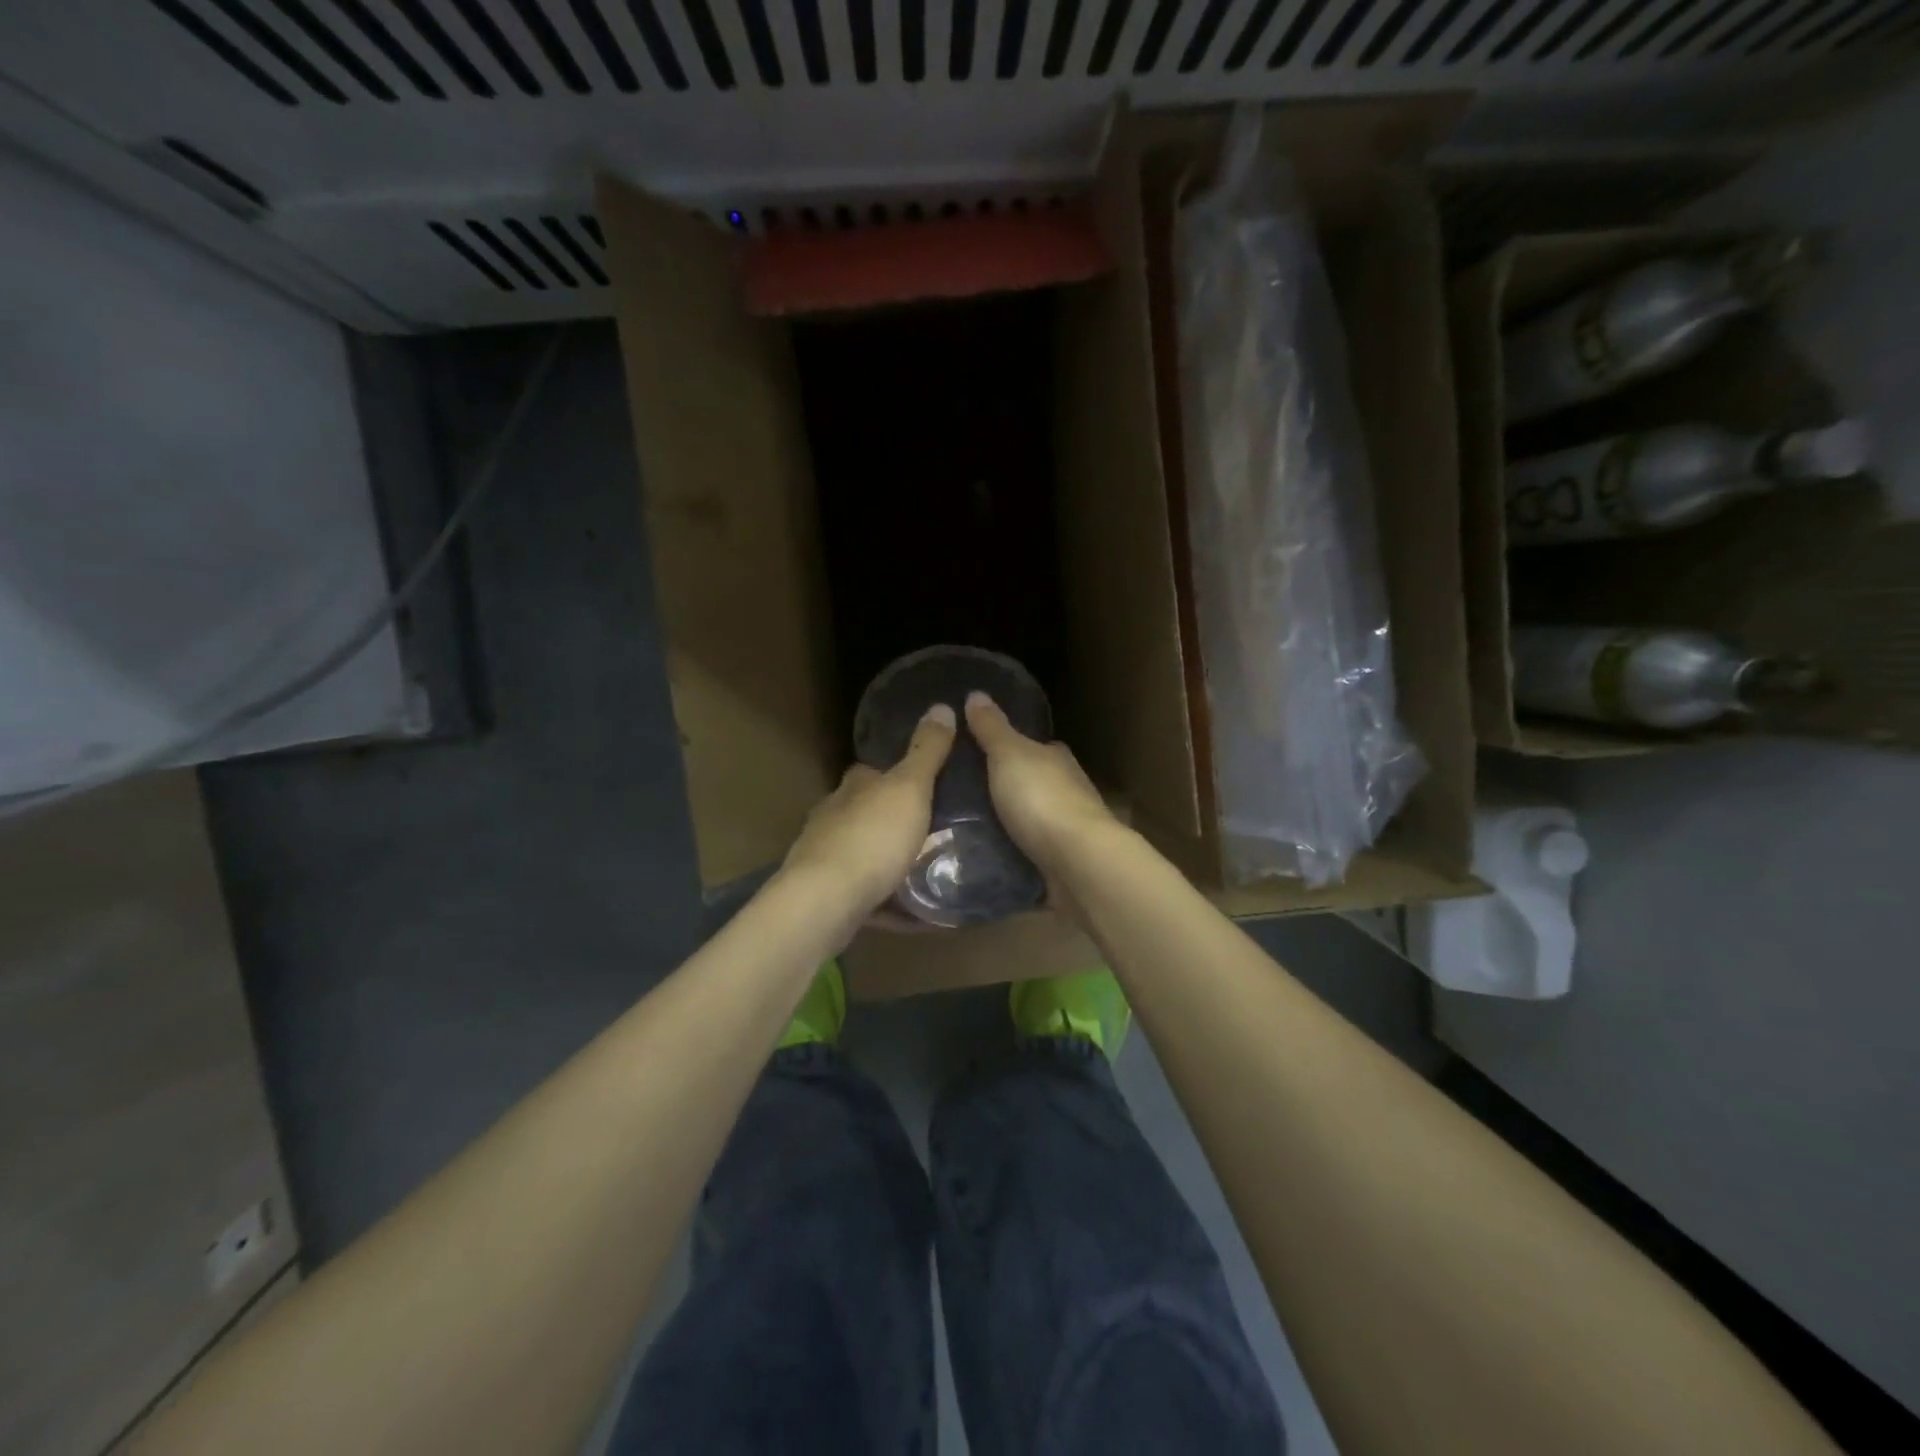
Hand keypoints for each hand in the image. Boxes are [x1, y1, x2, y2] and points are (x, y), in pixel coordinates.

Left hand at [782, 703, 956, 913]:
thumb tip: (941, 705)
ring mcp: (825, 858)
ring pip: (862, 854)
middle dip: (892, 820)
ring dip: (889, 861)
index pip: (871, 771)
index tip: (923, 783)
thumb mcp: (910, 788)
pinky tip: (914, 913)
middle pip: (865, 812)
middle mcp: (833, 817)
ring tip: (927, 870)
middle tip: (934, 830)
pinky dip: (889, 902)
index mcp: (853, 787)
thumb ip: (926, 751)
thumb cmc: (872, 837)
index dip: (894, 774)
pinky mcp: (827, 897)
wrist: (826, 901)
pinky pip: (865, 895)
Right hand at [965, 691, 1115, 868]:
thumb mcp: (1009, 754)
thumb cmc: (1042, 799)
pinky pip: (1031, 851)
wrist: (1077, 861)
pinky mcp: (1063, 861)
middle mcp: (1068, 790)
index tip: (978, 754)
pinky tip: (989, 856)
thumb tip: (976, 693)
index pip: (1034, 747)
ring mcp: (1068, 828)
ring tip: (965, 829)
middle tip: (963, 795)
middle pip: (1032, 783)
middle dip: (1006, 788)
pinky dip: (1015, 852)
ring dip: (1009, 823)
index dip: (1009, 748)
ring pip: (1033, 819)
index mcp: (1057, 759)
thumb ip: (992, 728)